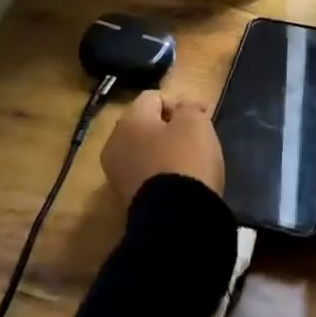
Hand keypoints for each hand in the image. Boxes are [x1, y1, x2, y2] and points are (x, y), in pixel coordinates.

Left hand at [101, 91, 223, 204]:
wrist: (175, 219)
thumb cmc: (185, 160)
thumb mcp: (195, 123)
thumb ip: (188, 107)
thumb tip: (184, 108)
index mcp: (129, 119)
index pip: (154, 97)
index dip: (179, 103)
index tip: (200, 118)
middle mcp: (115, 143)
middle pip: (145, 124)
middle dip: (170, 127)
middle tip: (195, 137)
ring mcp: (117, 173)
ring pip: (144, 150)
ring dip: (164, 151)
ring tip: (189, 161)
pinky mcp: (126, 199)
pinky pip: (145, 173)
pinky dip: (160, 173)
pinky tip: (179, 182)